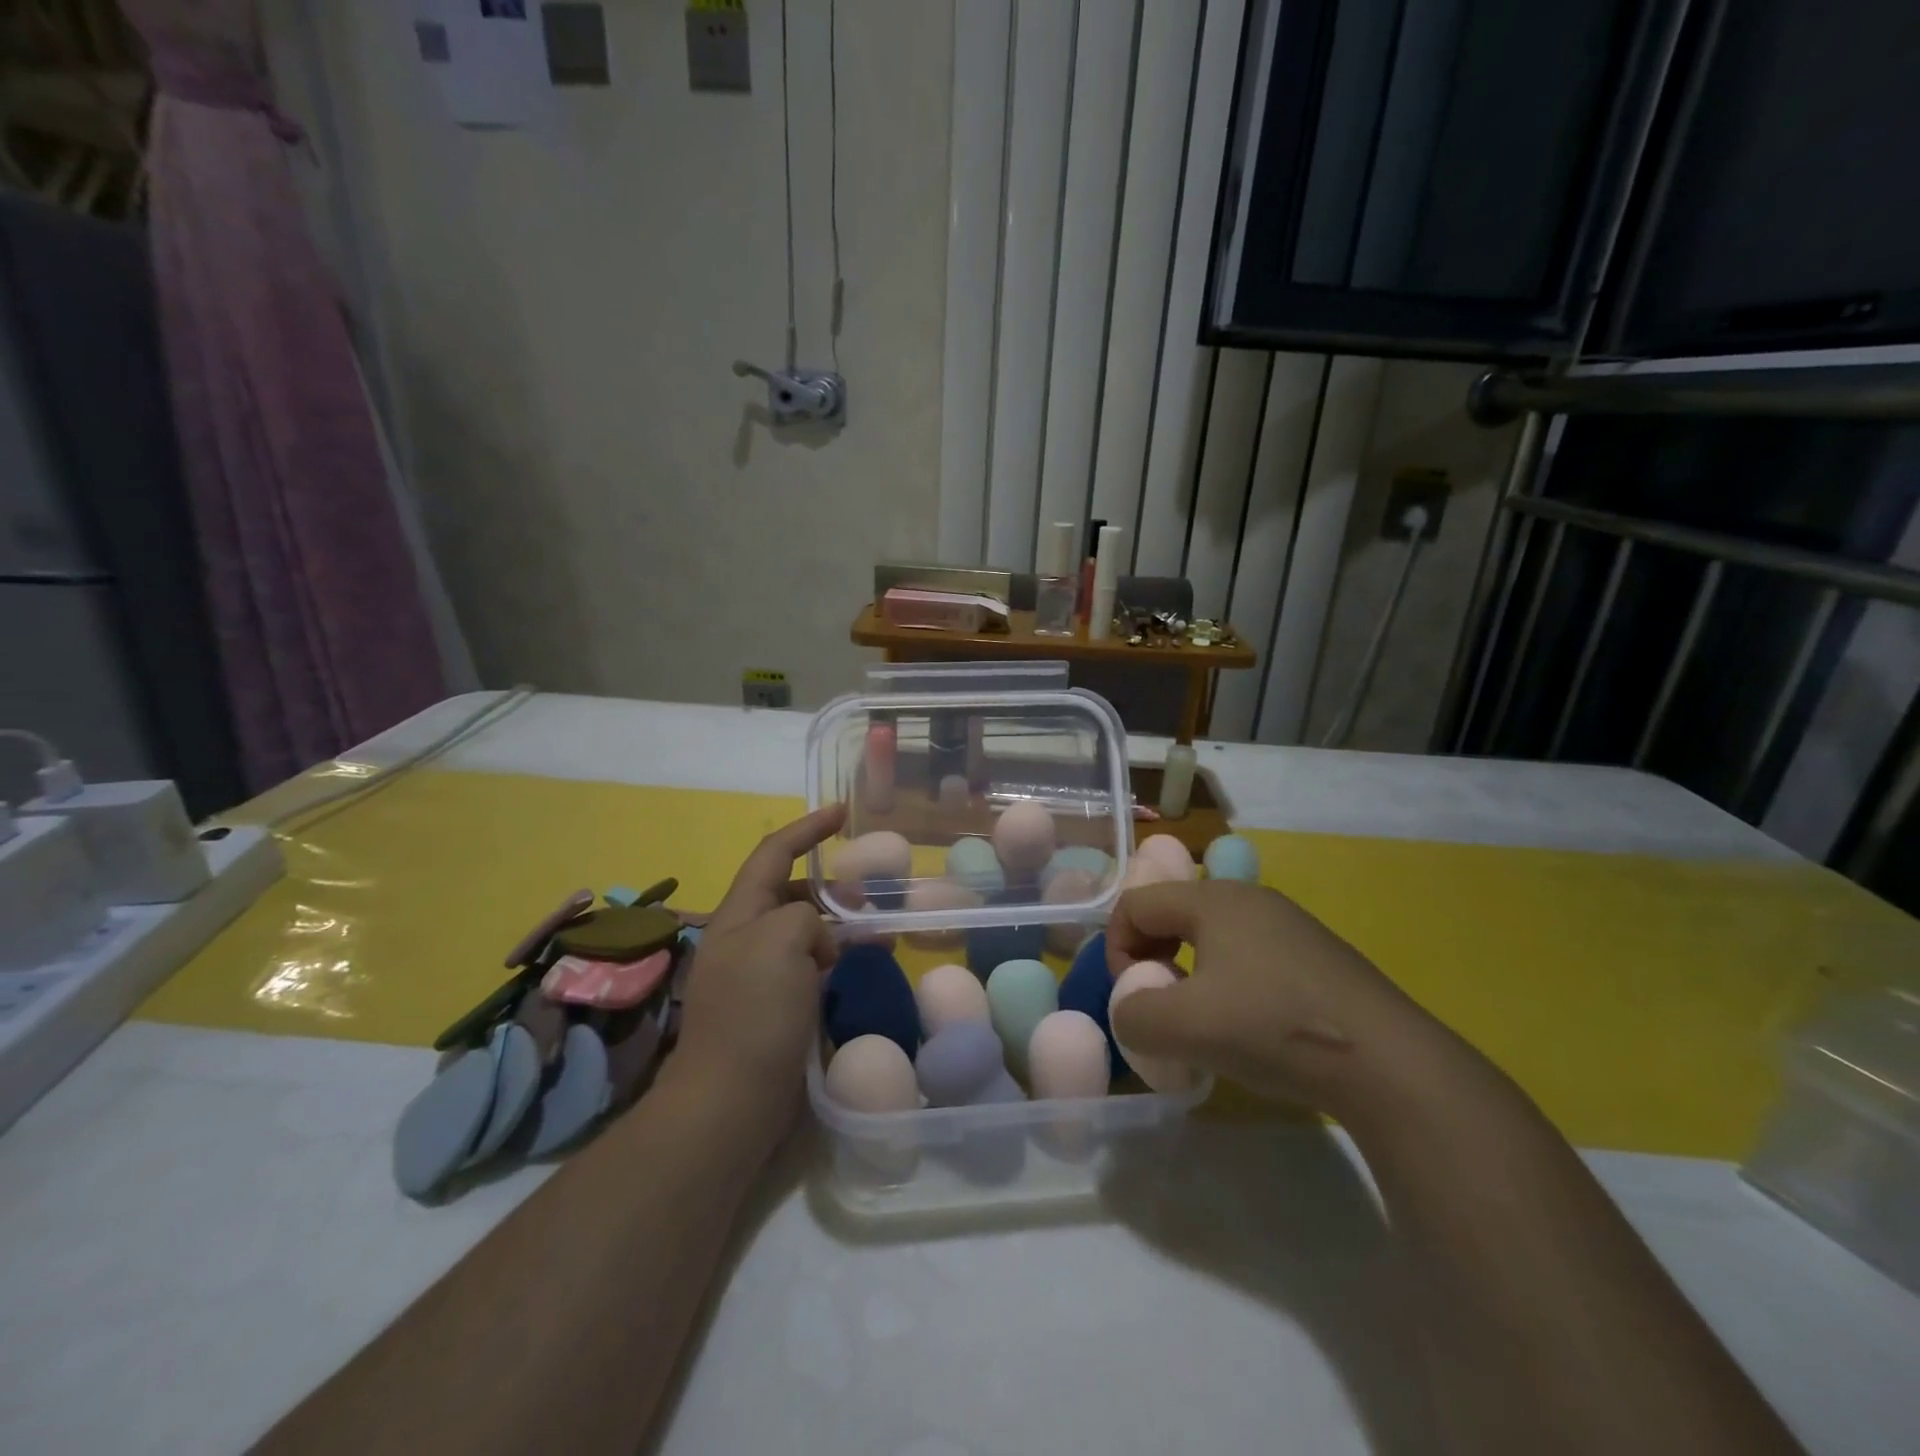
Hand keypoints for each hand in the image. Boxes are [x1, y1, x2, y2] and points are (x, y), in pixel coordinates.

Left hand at [671, 805, 844, 1135]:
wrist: (731, 1101)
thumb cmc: (754, 1012)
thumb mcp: (781, 941)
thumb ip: (805, 916)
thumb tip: (819, 942)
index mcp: (739, 914)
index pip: (773, 853)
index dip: (807, 828)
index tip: (842, 812)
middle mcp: (745, 938)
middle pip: (790, 893)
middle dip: (830, 886)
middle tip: (871, 896)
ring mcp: (758, 976)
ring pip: (804, 933)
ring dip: (838, 927)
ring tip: (877, 934)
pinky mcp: (774, 1009)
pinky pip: (809, 968)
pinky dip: (835, 961)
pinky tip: (859, 971)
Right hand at [1106, 879, 1455, 1115]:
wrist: (1390, 1064)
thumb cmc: (1274, 1028)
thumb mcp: (1186, 1028)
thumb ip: (1133, 1015)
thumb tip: (1130, 1011)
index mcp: (1213, 899)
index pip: (1136, 905)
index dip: (1116, 948)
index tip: (1131, 997)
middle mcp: (1249, 898)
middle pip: (1172, 913)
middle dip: (1150, 957)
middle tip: (1158, 1004)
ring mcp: (1288, 924)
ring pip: (1210, 936)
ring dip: (1187, 971)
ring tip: (1201, 1019)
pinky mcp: (1315, 954)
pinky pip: (1248, 954)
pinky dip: (1226, 981)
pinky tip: (1248, 1025)